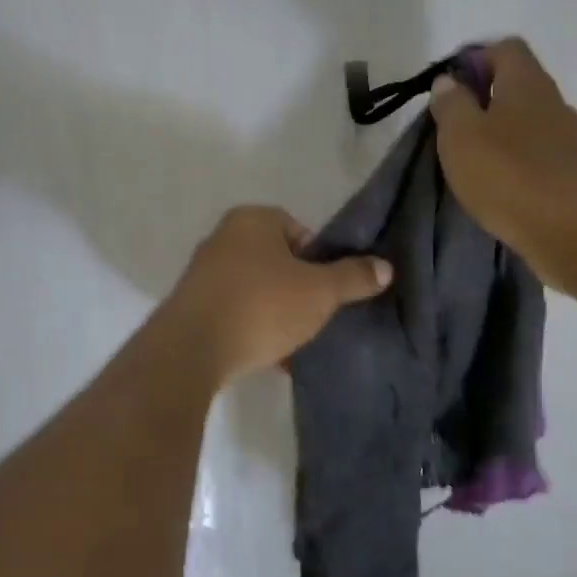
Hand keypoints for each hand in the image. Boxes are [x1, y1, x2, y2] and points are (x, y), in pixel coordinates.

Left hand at [160, 206, 392, 385]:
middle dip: (297, 288)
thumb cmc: (262, 306)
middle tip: (314, 315)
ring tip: (294, 341)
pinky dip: (252, 329)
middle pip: (276, 260)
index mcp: (251, 219)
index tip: (326, 289)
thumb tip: (385, 267)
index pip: (298, 229)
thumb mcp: (319, 292)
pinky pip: (234, 312)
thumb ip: (353, 277)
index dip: (318, 259)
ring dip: (275, 312)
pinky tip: (270, 357)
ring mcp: (203, 272)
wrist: (192, 349)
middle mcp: (222, 237)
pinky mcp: (191, 306)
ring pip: (255, 289)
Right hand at [430, 38, 576, 292]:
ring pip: (526, 118)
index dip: (474, 58)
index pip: (504, 48)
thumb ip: (451, 103)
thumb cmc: (508, 176)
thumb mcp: (460, 135)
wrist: (572, 234)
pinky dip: (514, 157)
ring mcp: (567, 137)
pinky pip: (536, 149)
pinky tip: (496, 181)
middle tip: (452, 125)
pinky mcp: (572, 170)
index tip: (449, 87)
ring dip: (497, 130)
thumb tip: (449, 82)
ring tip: (470, 157)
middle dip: (482, 97)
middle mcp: (552, 100)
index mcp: (526, 82)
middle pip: (516, 82)